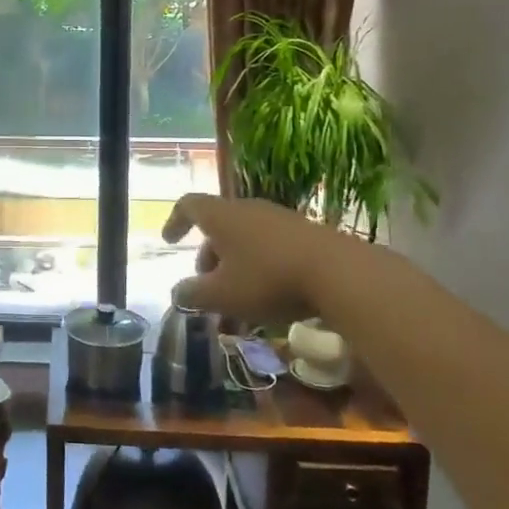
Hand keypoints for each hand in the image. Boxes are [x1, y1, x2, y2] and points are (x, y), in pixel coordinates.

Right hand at [161, 193, 360, 325]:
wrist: (339, 272)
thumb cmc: (268, 279)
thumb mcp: (223, 295)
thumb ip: (194, 294)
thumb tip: (177, 293)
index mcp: (222, 216)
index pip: (188, 205)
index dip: (175, 221)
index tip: (169, 241)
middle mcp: (248, 209)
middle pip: (219, 227)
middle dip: (209, 258)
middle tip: (208, 289)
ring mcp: (280, 219)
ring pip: (246, 240)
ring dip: (235, 268)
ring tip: (240, 303)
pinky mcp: (306, 234)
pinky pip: (271, 247)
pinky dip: (261, 269)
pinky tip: (271, 299)